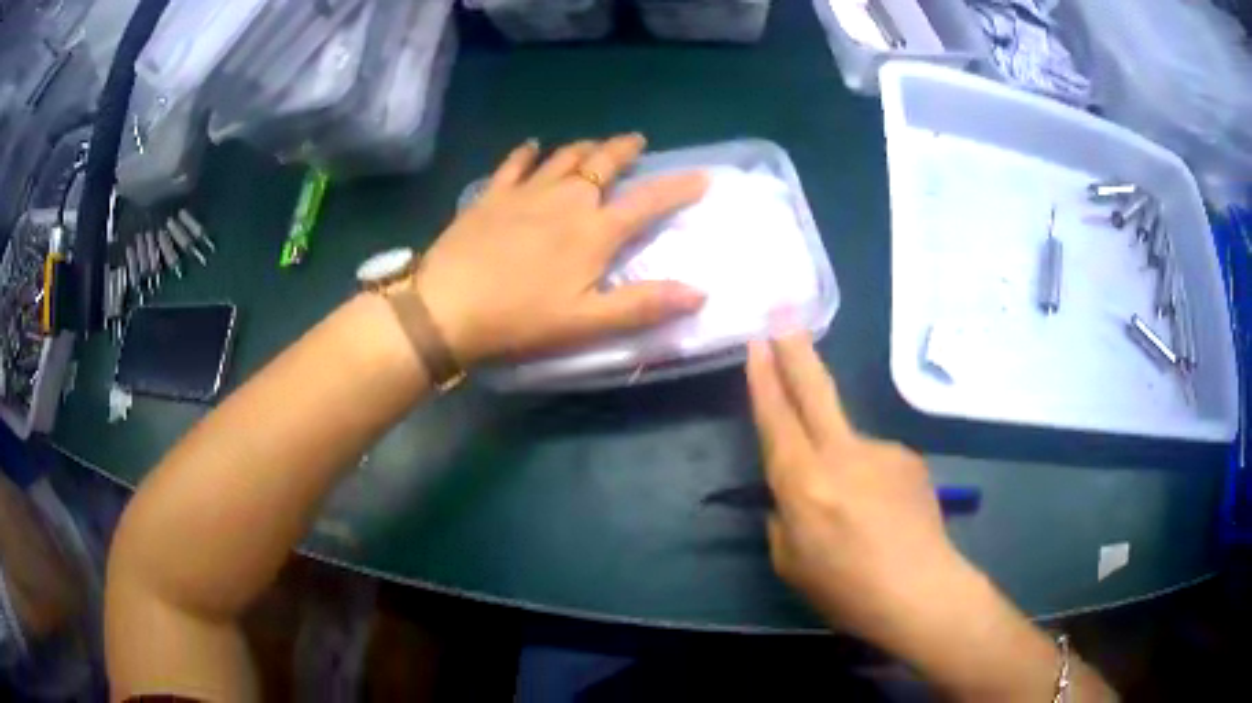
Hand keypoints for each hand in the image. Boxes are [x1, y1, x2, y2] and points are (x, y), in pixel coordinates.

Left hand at [416, 134, 708, 364]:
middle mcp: (565, 200)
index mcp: (594, 231)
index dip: (678, 188)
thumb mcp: (586, 323)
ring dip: (585, 147)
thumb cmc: (519, 319)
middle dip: (625, 149)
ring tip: (596, 144)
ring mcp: (525, 192)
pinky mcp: (491, 196)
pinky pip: (514, 164)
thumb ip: (642, 305)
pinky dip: (527, 153)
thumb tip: (699, 292)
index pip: (648, 201)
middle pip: (603, 163)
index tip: (702, 176)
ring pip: (563, 157)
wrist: (446, 307)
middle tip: (637, 141)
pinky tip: (532, 146)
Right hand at [746, 333, 970, 646]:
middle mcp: (843, 454)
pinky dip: (871, 482)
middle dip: (796, 353)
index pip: (777, 419)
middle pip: (815, 392)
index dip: (764, 379)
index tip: (757, 343)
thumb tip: (790, 497)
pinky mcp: (909, 458)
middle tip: (784, 320)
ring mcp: (882, 450)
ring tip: (857, 516)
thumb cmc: (845, 589)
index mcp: (804, 483)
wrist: (920, 590)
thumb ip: (783, 519)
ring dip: (841, 463)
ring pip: (848, 441)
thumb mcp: (790, 562)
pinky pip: (877, 462)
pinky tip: (883, 515)